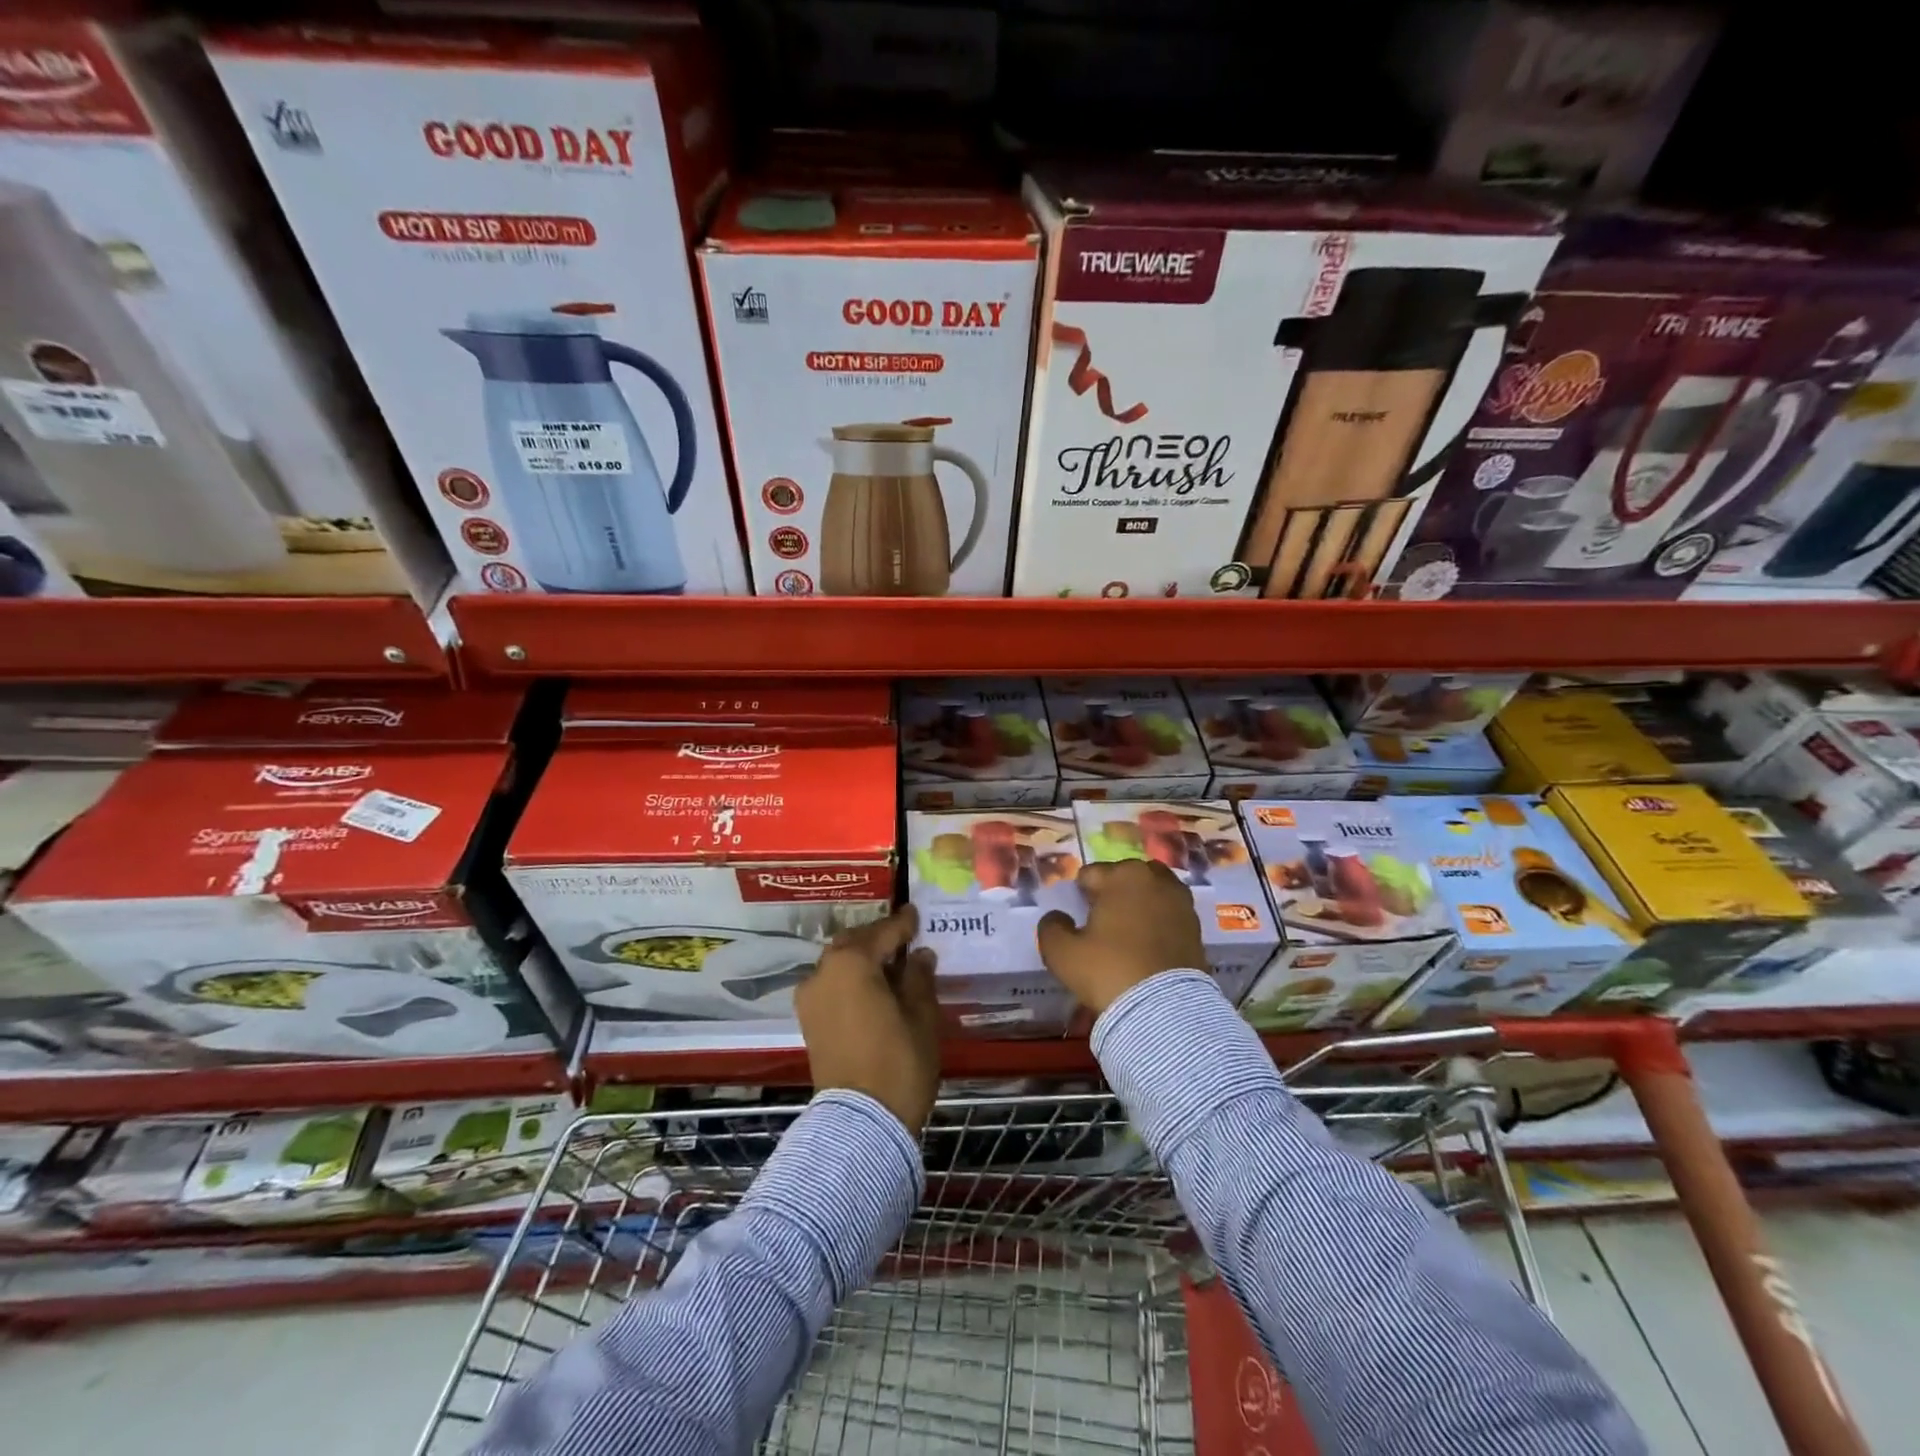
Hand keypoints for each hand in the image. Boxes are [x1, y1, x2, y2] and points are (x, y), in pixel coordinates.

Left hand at [795, 905, 940, 1134]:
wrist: (861, 1123)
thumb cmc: (899, 1062)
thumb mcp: (921, 1016)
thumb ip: (919, 978)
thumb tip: (919, 956)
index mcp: (851, 962)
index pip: (883, 932)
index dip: (903, 923)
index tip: (915, 913)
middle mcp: (823, 972)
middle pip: (853, 943)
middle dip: (877, 938)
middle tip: (903, 939)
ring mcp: (810, 998)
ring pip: (838, 964)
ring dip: (861, 959)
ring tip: (890, 965)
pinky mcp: (808, 1022)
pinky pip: (831, 985)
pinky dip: (850, 980)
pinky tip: (872, 988)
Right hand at [1037, 859, 1207, 1015]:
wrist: (1164, 1010)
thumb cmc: (1108, 970)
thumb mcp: (1061, 952)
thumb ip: (1051, 926)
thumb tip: (1057, 917)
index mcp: (1122, 876)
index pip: (1090, 874)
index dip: (1080, 895)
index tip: (1078, 917)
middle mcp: (1155, 879)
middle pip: (1125, 877)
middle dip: (1113, 892)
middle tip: (1102, 922)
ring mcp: (1181, 902)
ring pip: (1151, 893)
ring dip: (1139, 904)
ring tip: (1128, 932)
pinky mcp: (1196, 927)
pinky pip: (1169, 914)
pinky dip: (1158, 922)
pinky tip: (1148, 946)